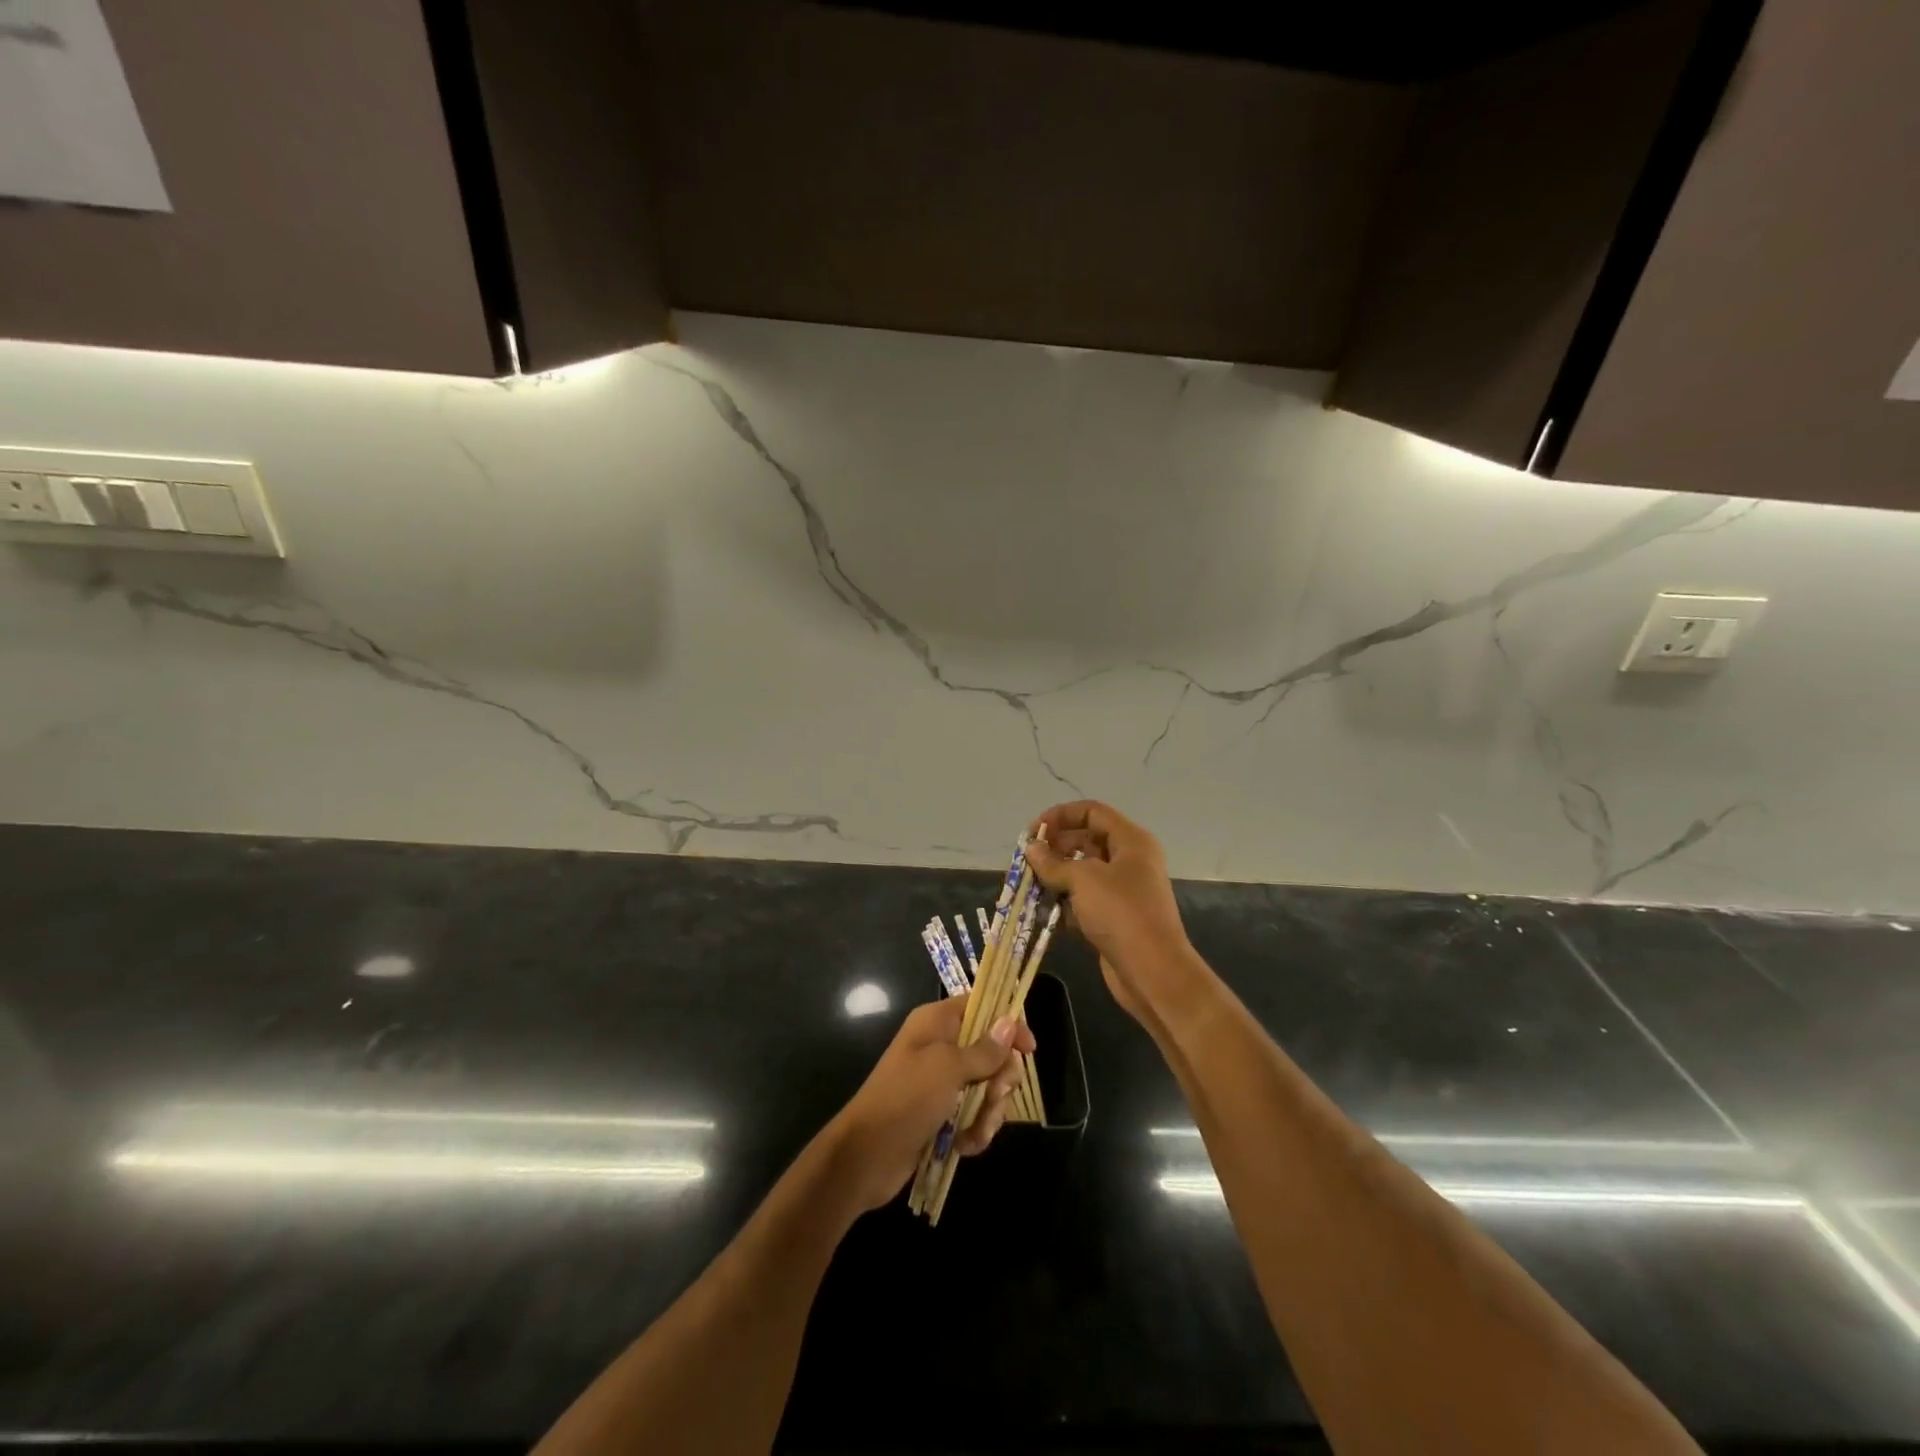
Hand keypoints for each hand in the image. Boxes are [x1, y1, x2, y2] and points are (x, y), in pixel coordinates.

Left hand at [824, 995, 1035, 1213]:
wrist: (865, 1156)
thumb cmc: (905, 1098)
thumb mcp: (947, 1069)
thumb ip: (983, 1049)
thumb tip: (1010, 1022)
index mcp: (938, 1023)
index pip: (982, 1007)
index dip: (1008, 1024)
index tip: (1029, 1049)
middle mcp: (942, 1047)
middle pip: (992, 1052)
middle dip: (1001, 1079)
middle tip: (995, 1095)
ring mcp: (942, 1083)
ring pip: (988, 1089)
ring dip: (990, 1112)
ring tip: (977, 1130)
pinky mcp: (943, 1115)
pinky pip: (975, 1116)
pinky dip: (976, 1131)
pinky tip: (966, 1146)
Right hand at [1025, 801, 1196, 1027]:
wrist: (1153, 972)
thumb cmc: (1121, 913)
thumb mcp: (1083, 880)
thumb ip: (1053, 862)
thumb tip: (1031, 849)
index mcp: (1131, 841)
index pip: (1092, 812)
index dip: (1061, 815)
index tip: (1033, 832)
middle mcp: (1130, 860)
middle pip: (1086, 840)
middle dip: (1055, 848)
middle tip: (1028, 862)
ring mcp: (1123, 890)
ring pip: (1083, 872)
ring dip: (1056, 877)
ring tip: (1030, 886)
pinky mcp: (1115, 917)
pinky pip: (1085, 900)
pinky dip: (1064, 902)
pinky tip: (1043, 911)